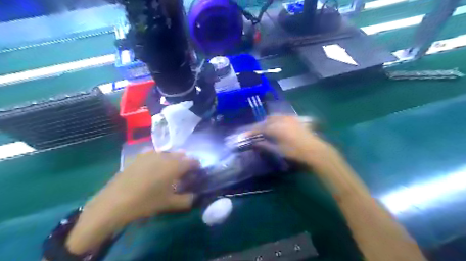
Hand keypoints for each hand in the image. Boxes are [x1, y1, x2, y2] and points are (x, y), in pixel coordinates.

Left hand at [91, 153, 199, 224]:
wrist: (114, 203)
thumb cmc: (146, 203)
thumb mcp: (169, 204)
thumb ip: (187, 200)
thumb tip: (195, 196)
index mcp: (175, 166)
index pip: (192, 161)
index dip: (196, 166)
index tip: (196, 174)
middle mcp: (165, 156)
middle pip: (181, 155)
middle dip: (185, 162)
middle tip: (183, 174)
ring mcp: (151, 154)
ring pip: (168, 152)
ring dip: (172, 159)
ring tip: (169, 170)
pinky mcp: (139, 156)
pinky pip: (153, 152)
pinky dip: (158, 157)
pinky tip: (154, 165)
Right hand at [253, 116, 336, 166]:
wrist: (314, 150)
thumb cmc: (295, 152)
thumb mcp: (278, 150)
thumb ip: (265, 145)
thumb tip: (255, 143)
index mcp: (275, 127)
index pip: (259, 128)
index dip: (252, 131)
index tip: (246, 135)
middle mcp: (280, 120)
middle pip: (266, 120)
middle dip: (260, 125)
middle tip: (257, 133)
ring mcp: (289, 118)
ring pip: (274, 117)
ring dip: (268, 122)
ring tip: (267, 129)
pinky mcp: (295, 119)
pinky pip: (282, 117)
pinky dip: (277, 120)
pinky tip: (279, 126)